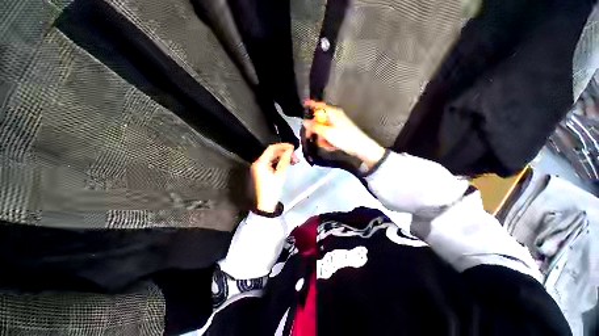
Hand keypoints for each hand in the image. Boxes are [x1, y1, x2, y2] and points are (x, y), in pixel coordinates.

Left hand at [251, 143, 296, 212]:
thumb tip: (289, 151)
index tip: (292, 147)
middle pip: (272, 153)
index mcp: (260, 163)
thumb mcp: (280, 174)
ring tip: (294, 160)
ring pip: (273, 158)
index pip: (272, 148)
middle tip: (295, 156)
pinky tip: (287, 164)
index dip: (283, 146)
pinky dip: (279, 163)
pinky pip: (271, 164)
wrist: (265, 205)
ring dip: (283, 158)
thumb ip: (284, 160)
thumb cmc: (272, 190)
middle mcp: (258, 163)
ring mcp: (260, 168)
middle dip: (284, 153)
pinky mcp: (262, 172)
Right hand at [303, 100, 385, 168]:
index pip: (320, 106)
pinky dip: (328, 140)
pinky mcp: (339, 132)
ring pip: (324, 129)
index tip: (304, 105)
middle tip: (309, 137)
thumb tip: (304, 122)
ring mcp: (337, 125)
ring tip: (326, 145)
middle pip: (320, 120)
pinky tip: (331, 146)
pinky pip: (329, 134)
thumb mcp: (327, 133)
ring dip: (322, 138)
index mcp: (333, 113)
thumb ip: (315, 127)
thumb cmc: (345, 138)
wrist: (361, 147)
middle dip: (315, 130)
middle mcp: (335, 117)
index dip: (312, 105)